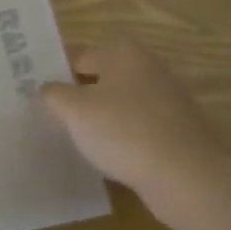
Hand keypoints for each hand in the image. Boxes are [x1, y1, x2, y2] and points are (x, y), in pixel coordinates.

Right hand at [38, 41, 219, 213]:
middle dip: (81, 97)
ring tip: (81, 142)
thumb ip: (54, 95)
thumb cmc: (124, 131)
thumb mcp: (75, 111)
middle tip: (57, 120)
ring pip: (122, 104)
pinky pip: (141, 127)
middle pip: (102, 78)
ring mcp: (169, 98)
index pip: (78, 57)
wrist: (188, 177)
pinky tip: (113, 158)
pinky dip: (126, 138)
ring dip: (104, 119)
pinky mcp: (180, 129)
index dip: (57, 77)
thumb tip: (48, 89)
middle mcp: (149, 66)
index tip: (42, 100)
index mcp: (123, 52)